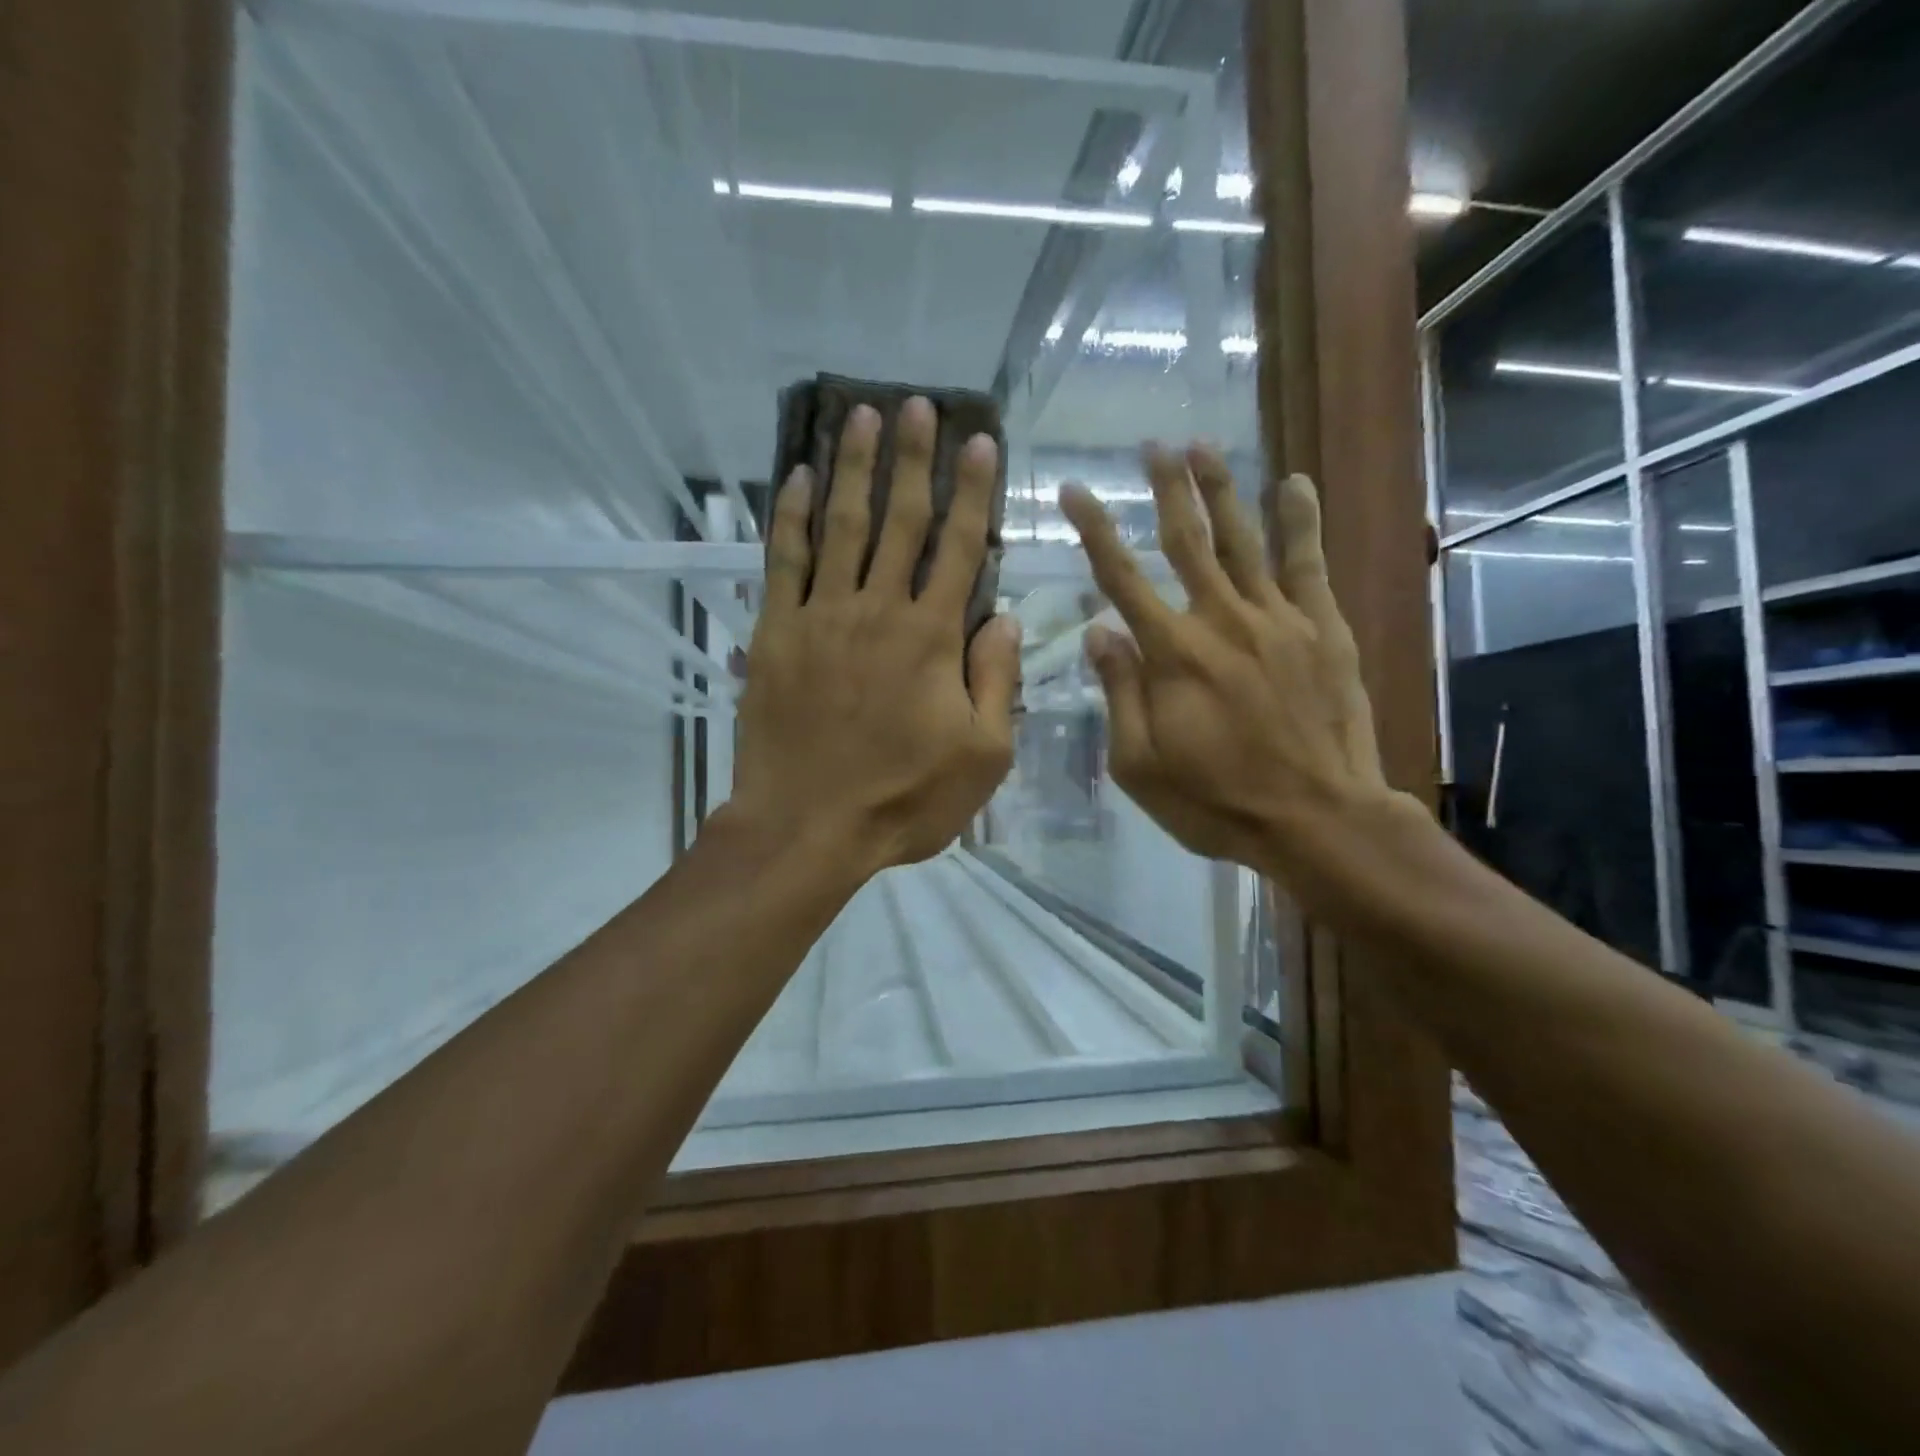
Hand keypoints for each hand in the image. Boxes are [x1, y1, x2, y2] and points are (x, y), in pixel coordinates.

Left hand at [728, 398, 1021, 876]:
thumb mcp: (981, 757)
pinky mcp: (775, 634)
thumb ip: (996, 683)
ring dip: (852, 468)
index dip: (973, 492)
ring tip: (860, 416)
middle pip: (900, 521)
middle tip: (915, 404)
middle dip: (912, 458)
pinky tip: (795, 477)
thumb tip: (1005, 620)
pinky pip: (783, 562)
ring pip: (840, 526)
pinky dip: (789, 516)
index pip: (960, 548)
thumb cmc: (903, 800)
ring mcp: (821, 617)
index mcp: (932, 639)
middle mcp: (878, 611)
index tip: (979, 442)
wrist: (807, 827)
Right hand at [1059, 444, 1394, 877]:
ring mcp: (1277, 619)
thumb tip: (1099, 632)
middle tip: (1153, 445)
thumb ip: (1120, 694)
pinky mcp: (1322, 628)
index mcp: (1172, 655)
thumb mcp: (1141, 764)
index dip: (1095, 531)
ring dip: (1221, 489)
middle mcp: (1221, 620)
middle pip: (1188, 541)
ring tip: (1203, 446)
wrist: (1317, 819)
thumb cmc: (1216, 801)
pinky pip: (1307, 563)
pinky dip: (1300, 521)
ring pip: (1243, 540)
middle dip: (1167, 489)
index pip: (1122, 579)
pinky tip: (1293, 483)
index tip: (1075, 490)